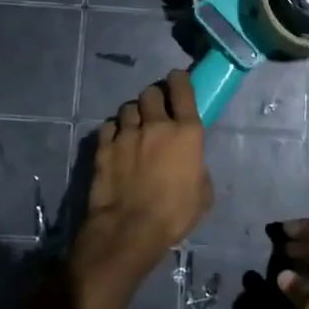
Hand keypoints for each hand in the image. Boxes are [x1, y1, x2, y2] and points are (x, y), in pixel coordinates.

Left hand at [70, 70, 212, 298]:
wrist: (130, 229)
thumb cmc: (175, 214)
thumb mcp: (203, 193)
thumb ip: (198, 167)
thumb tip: (190, 162)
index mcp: (187, 132)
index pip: (182, 90)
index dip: (180, 80)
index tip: (177, 80)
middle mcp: (156, 125)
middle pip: (151, 92)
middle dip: (155, 97)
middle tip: (155, 110)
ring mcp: (127, 133)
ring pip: (128, 107)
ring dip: (134, 114)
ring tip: (134, 128)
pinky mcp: (104, 146)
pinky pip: (109, 126)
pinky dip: (114, 130)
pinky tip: (116, 141)